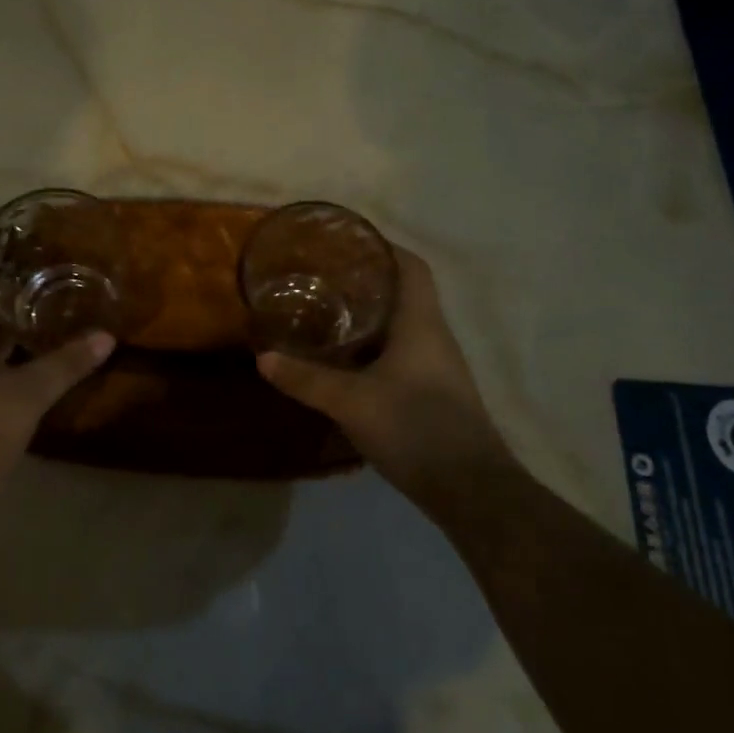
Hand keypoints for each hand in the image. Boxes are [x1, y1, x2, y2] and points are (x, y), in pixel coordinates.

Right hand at [257, 247, 512, 502]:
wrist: (470, 489)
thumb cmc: (416, 428)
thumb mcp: (352, 401)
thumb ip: (307, 379)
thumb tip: (263, 357)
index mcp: (421, 323)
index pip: (411, 267)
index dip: (384, 248)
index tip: (348, 243)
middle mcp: (434, 337)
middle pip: (402, 294)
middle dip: (364, 283)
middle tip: (321, 279)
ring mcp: (436, 368)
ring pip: (400, 327)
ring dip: (367, 319)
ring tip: (324, 315)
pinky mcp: (432, 394)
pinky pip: (399, 356)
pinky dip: (372, 350)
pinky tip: (343, 363)